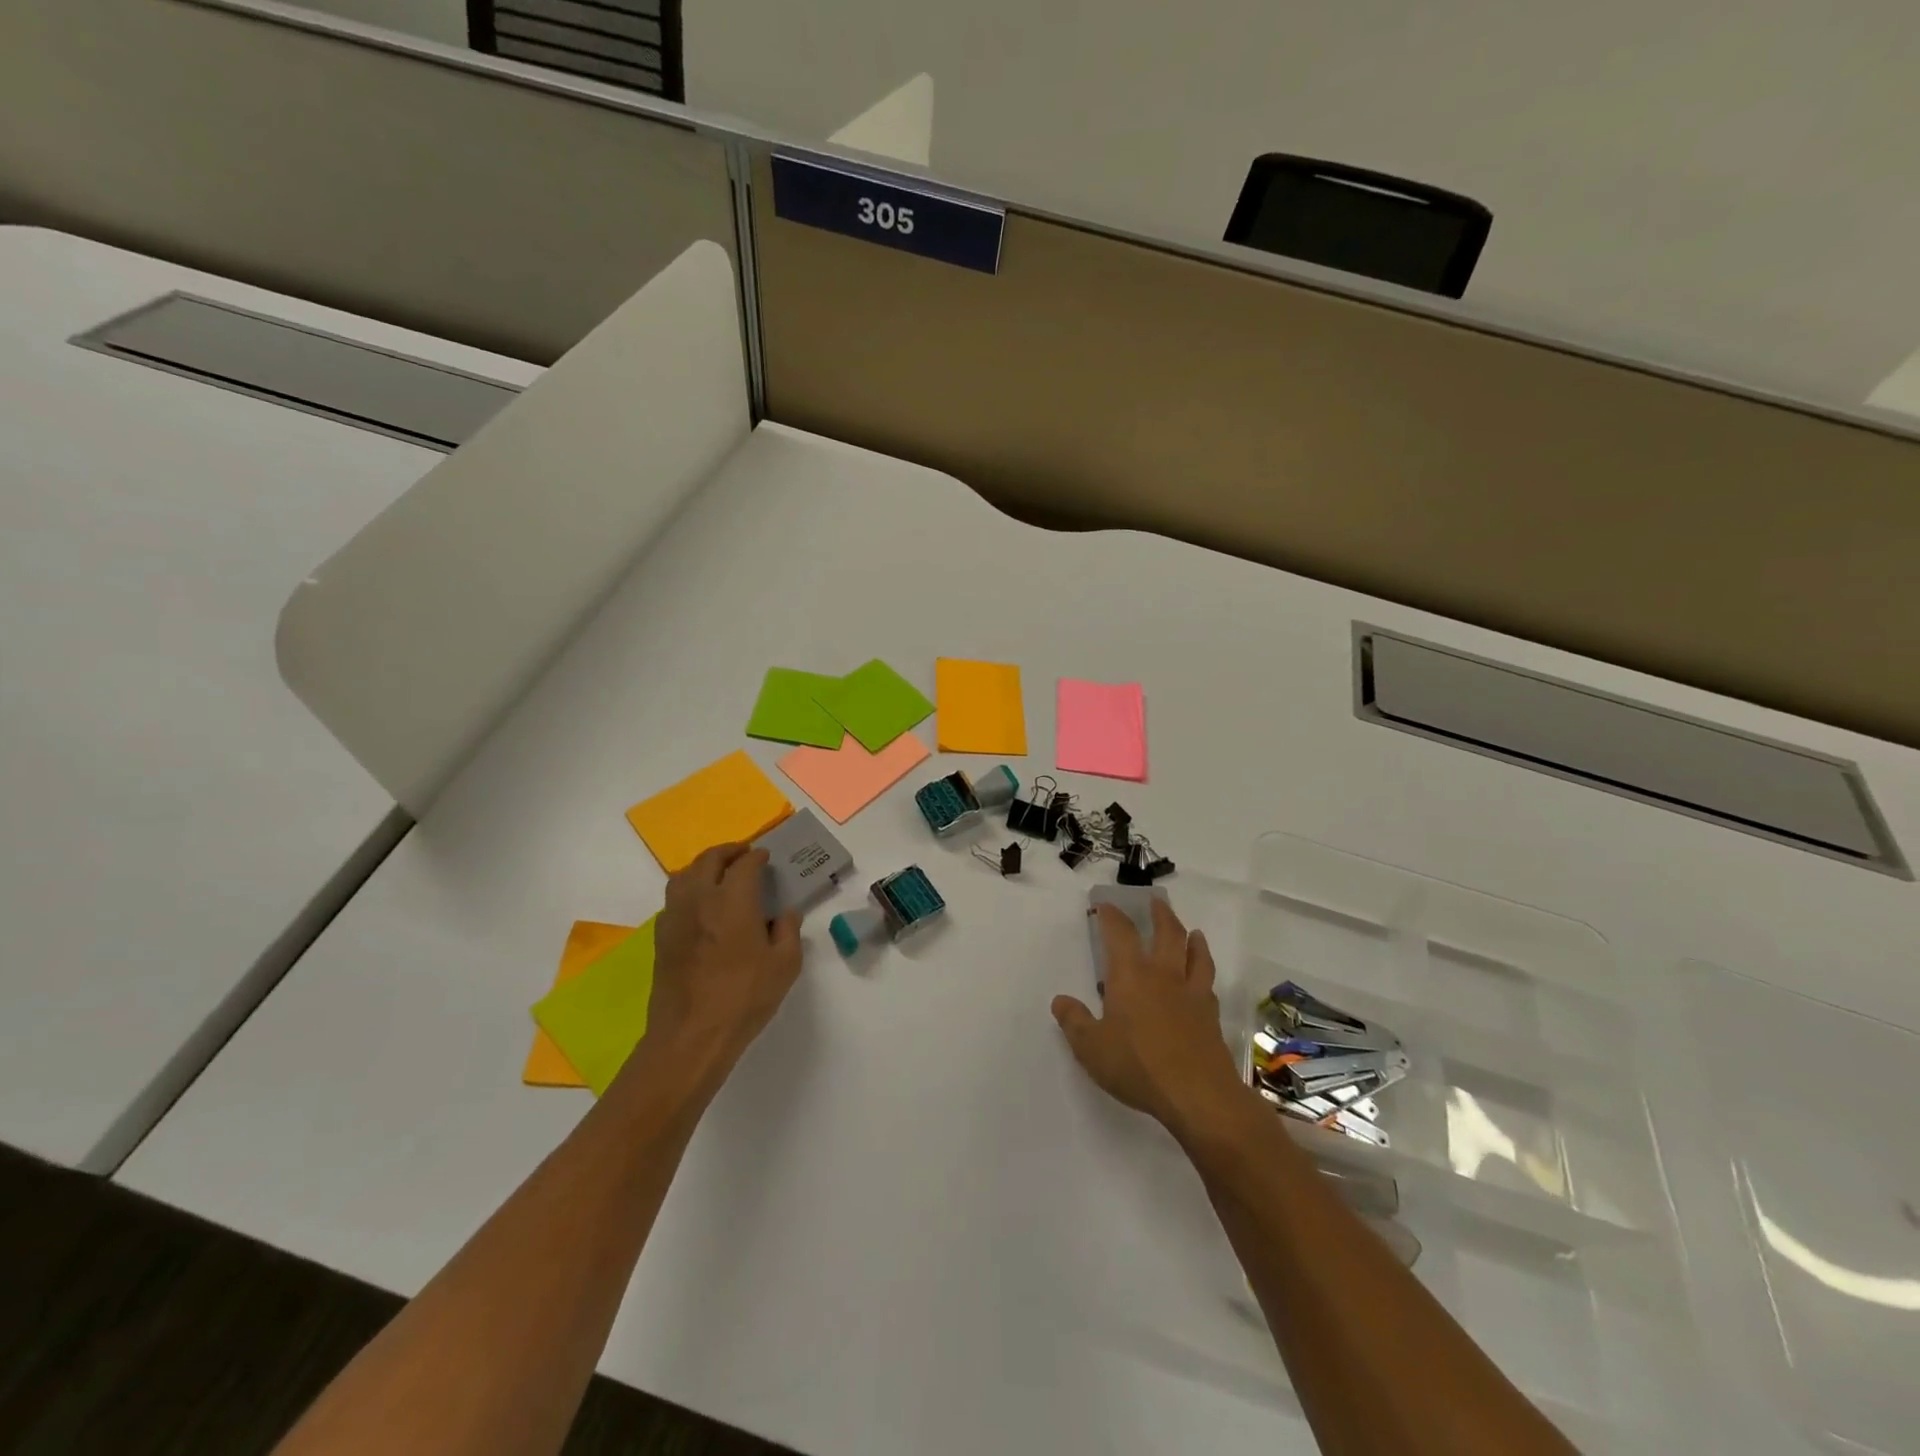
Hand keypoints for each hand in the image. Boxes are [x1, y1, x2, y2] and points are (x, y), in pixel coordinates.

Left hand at [637, 844, 802, 1088]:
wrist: (691, 1035)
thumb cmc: (744, 997)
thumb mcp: (785, 965)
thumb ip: (789, 932)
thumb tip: (786, 914)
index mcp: (733, 900)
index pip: (745, 863)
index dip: (757, 856)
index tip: (766, 857)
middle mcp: (700, 899)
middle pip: (709, 859)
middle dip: (729, 852)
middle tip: (744, 855)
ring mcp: (676, 917)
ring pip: (685, 875)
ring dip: (704, 867)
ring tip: (719, 874)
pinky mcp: (662, 937)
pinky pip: (674, 899)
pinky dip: (689, 890)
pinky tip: (701, 907)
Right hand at [1051, 900, 1248, 1138]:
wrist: (1198, 1094)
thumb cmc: (1137, 1066)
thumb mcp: (1091, 1047)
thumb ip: (1074, 1022)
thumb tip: (1060, 1001)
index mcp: (1130, 976)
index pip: (1120, 934)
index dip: (1112, 916)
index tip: (1106, 906)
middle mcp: (1163, 976)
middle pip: (1166, 933)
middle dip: (1160, 915)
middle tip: (1157, 902)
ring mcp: (1192, 994)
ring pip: (1195, 955)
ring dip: (1192, 939)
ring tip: (1193, 932)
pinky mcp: (1211, 1016)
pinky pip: (1208, 984)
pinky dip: (1204, 973)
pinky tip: (1203, 980)